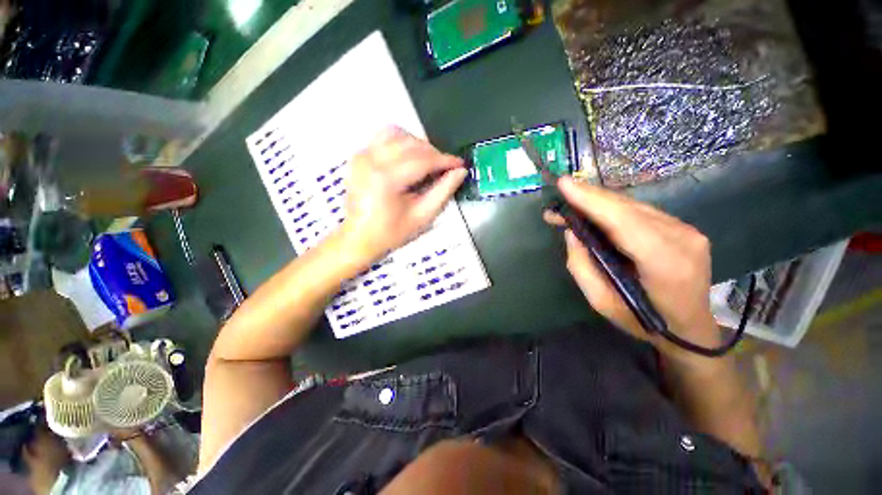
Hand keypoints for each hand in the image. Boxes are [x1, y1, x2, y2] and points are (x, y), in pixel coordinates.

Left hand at [341, 126, 466, 261]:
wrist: (359, 237)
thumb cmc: (392, 232)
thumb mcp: (422, 217)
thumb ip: (443, 192)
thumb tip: (460, 171)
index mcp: (386, 179)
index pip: (423, 160)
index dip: (445, 160)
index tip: (460, 164)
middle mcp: (372, 160)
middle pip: (411, 144)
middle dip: (434, 153)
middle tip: (445, 168)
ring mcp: (363, 155)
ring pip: (398, 134)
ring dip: (418, 145)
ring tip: (428, 162)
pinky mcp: (359, 154)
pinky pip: (384, 136)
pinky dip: (401, 142)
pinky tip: (409, 157)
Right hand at [544, 177, 719, 359]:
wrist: (690, 328)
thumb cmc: (643, 320)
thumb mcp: (601, 302)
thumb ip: (582, 266)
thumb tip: (572, 232)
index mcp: (664, 264)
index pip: (624, 221)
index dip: (592, 201)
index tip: (564, 185)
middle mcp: (682, 239)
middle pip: (627, 208)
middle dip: (589, 198)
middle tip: (559, 196)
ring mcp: (687, 230)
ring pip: (633, 205)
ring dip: (598, 202)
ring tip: (571, 206)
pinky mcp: (684, 227)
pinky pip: (641, 211)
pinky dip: (613, 208)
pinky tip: (595, 212)